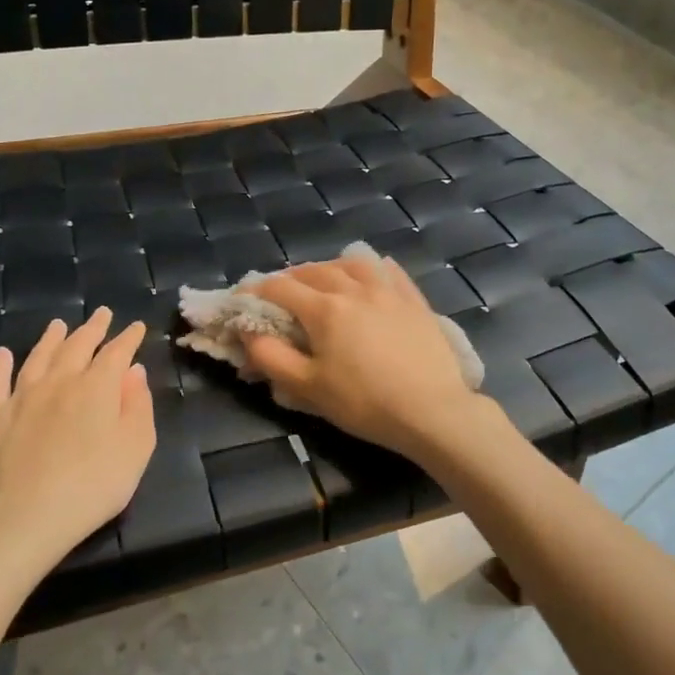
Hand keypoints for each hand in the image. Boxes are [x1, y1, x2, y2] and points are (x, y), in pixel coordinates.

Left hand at [0, 308, 155, 573]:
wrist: (24, 517)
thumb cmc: (93, 485)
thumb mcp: (136, 447)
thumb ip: (138, 405)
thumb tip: (134, 371)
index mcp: (97, 387)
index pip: (116, 352)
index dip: (128, 338)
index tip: (136, 326)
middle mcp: (60, 382)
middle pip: (78, 346)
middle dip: (93, 328)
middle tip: (101, 313)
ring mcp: (22, 397)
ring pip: (38, 357)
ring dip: (51, 338)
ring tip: (59, 324)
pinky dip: (0, 366)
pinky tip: (2, 354)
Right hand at [242, 255, 484, 461]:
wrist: (433, 410)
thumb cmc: (365, 402)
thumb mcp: (309, 387)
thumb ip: (271, 357)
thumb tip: (247, 333)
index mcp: (324, 309)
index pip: (279, 288)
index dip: (254, 292)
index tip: (241, 302)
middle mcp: (354, 289)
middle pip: (314, 270)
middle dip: (290, 278)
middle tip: (280, 294)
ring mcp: (388, 291)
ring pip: (352, 264)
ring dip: (329, 267)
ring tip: (323, 280)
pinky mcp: (414, 300)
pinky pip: (389, 271)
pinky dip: (371, 268)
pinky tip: (370, 275)